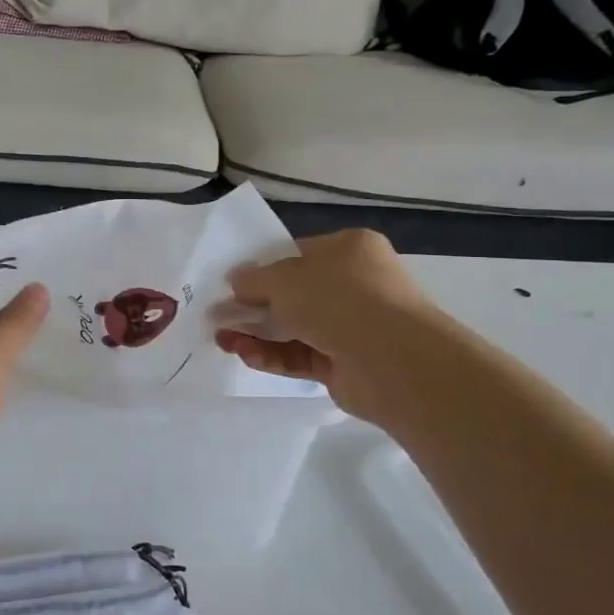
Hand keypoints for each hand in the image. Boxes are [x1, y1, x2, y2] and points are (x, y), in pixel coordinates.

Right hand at [215, 229, 430, 424]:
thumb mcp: (284, 279)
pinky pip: (301, 355)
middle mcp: (355, 285)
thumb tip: (234, 281)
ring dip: (257, 333)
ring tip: (222, 339)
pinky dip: (272, 355)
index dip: (263, 269)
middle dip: (254, 306)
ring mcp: (353, 327)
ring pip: (294, 328)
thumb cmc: (339, 300)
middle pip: (294, 294)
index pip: (298, 255)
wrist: (394, 361)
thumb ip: (253, 280)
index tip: (232, 284)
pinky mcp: (345, 364)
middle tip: (219, 316)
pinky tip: (243, 354)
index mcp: (349, 250)